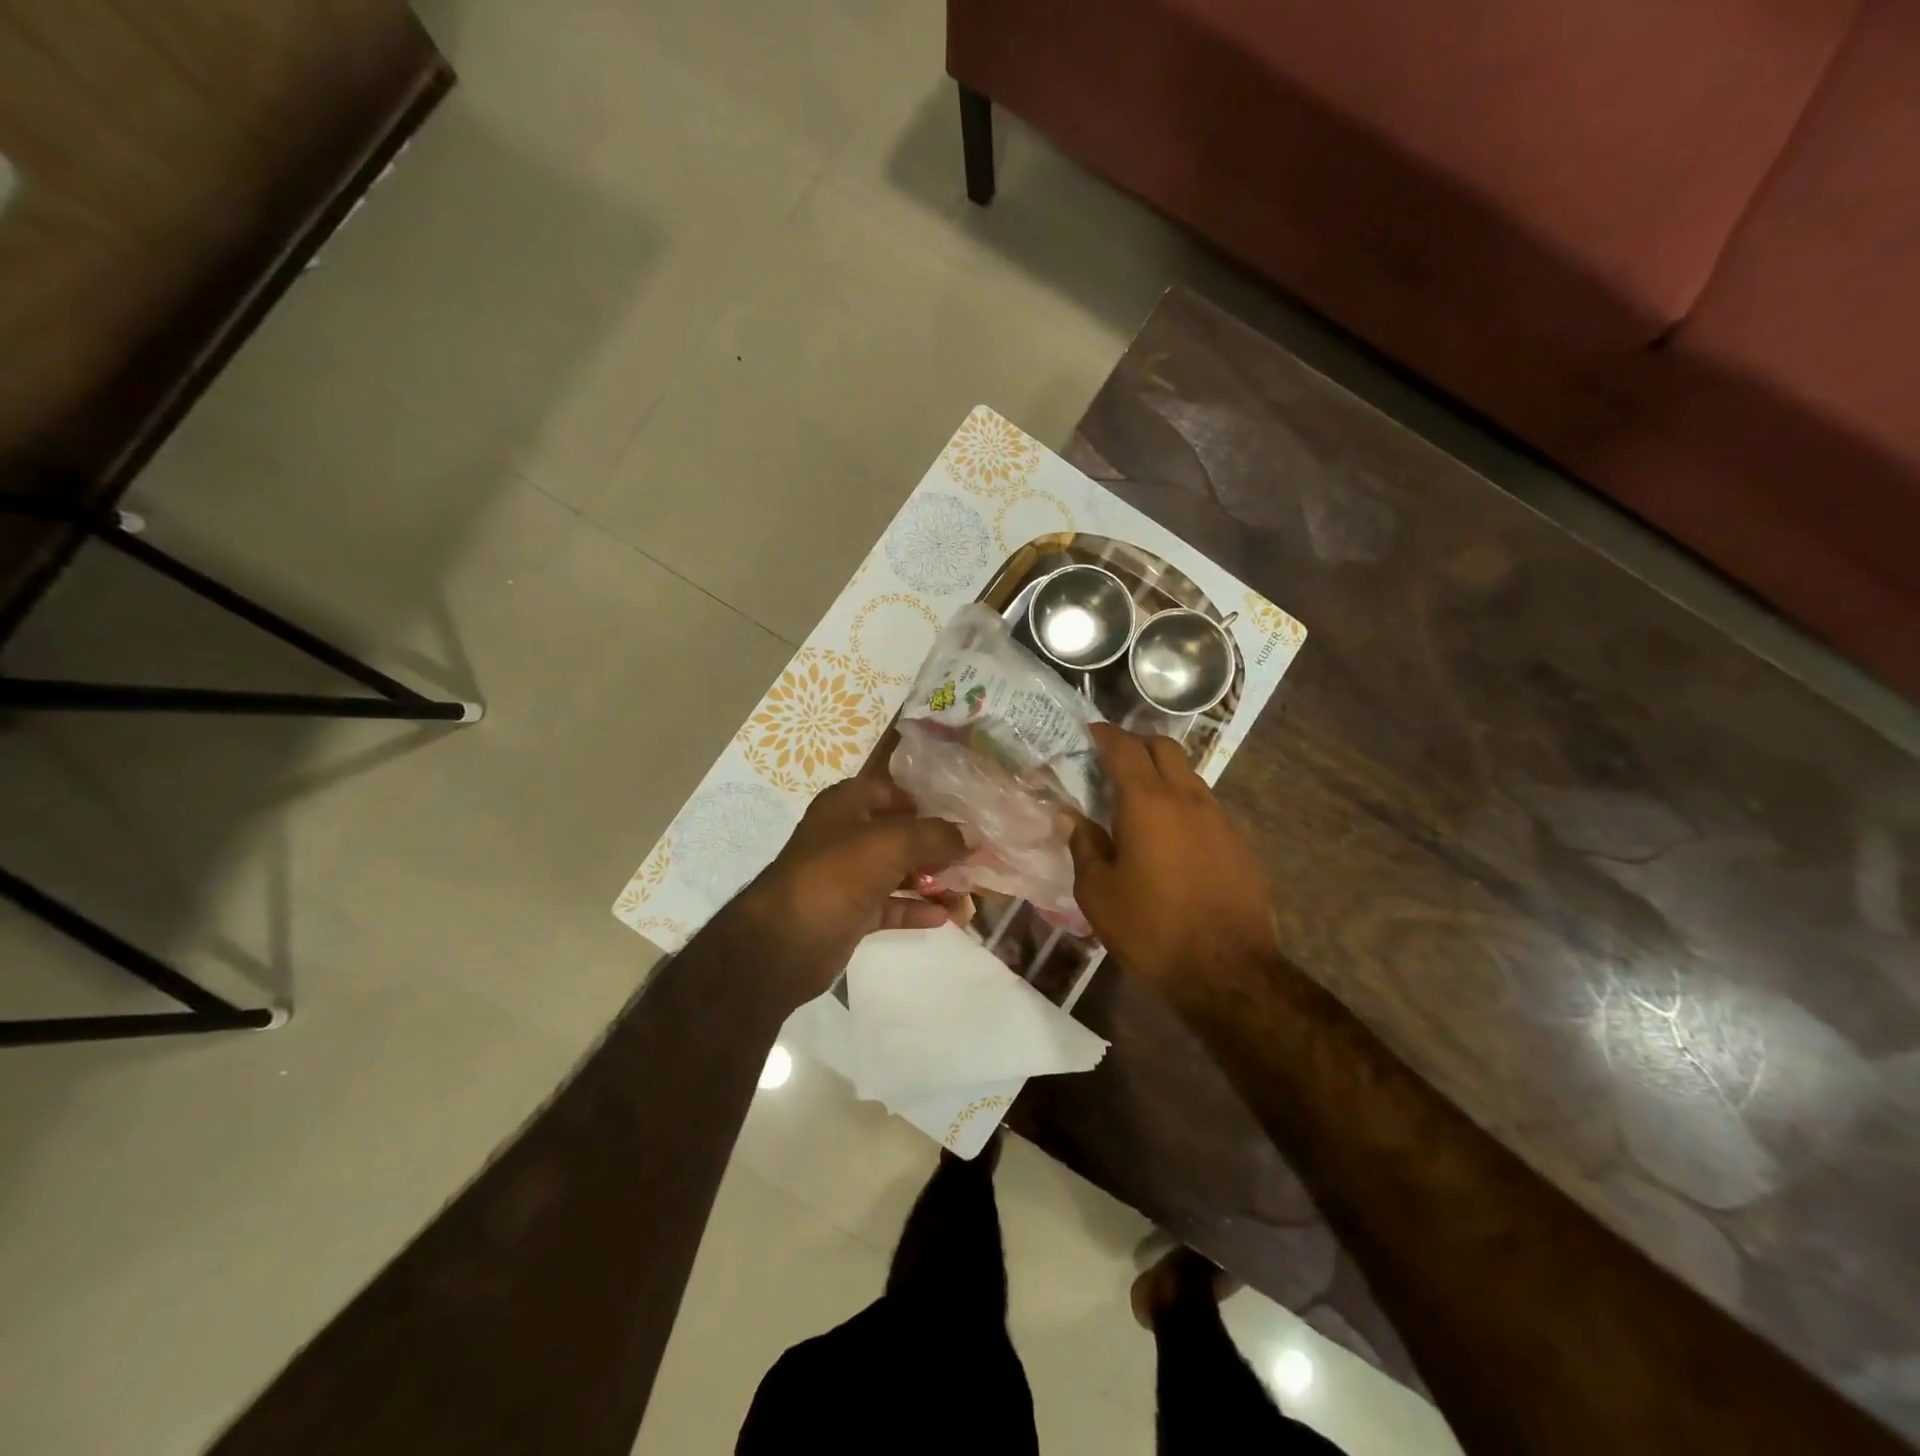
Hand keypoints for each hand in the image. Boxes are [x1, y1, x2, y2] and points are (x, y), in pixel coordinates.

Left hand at [737, 776, 969, 998]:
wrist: (782, 943)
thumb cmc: (836, 876)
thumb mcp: (891, 844)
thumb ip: (936, 836)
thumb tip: (973, 835)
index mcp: (847, 805)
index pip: (892, 792)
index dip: (926, 802)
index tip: (963, 816)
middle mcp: (846, 835)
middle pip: (901, 834)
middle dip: (938, 847)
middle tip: (976, 860)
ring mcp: (846, 876)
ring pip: (898, 872)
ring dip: (932, 881)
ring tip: (969, 894)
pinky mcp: (849, 913)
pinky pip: (890, 905)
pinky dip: (915, 909)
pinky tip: (945, 917)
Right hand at [1068, 723, 1280, 992]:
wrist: (1227, 971)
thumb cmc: (1151, 929)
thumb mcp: (1098, 893)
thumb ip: (1083, 846)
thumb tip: (1070, 817)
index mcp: (1147, 802)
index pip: (1124, 747)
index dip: (1104, 734)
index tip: (1089, 732)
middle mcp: (1187, 798)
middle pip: (1164, 748)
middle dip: (1137, 744)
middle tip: (1113, 761)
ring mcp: (1220, 818)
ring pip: (1189, 775)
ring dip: (1163, 774)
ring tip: (1140, 801)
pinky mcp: (1240, 842)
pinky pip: (1206, 807)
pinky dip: (1183, 805)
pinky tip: (1172, 837)